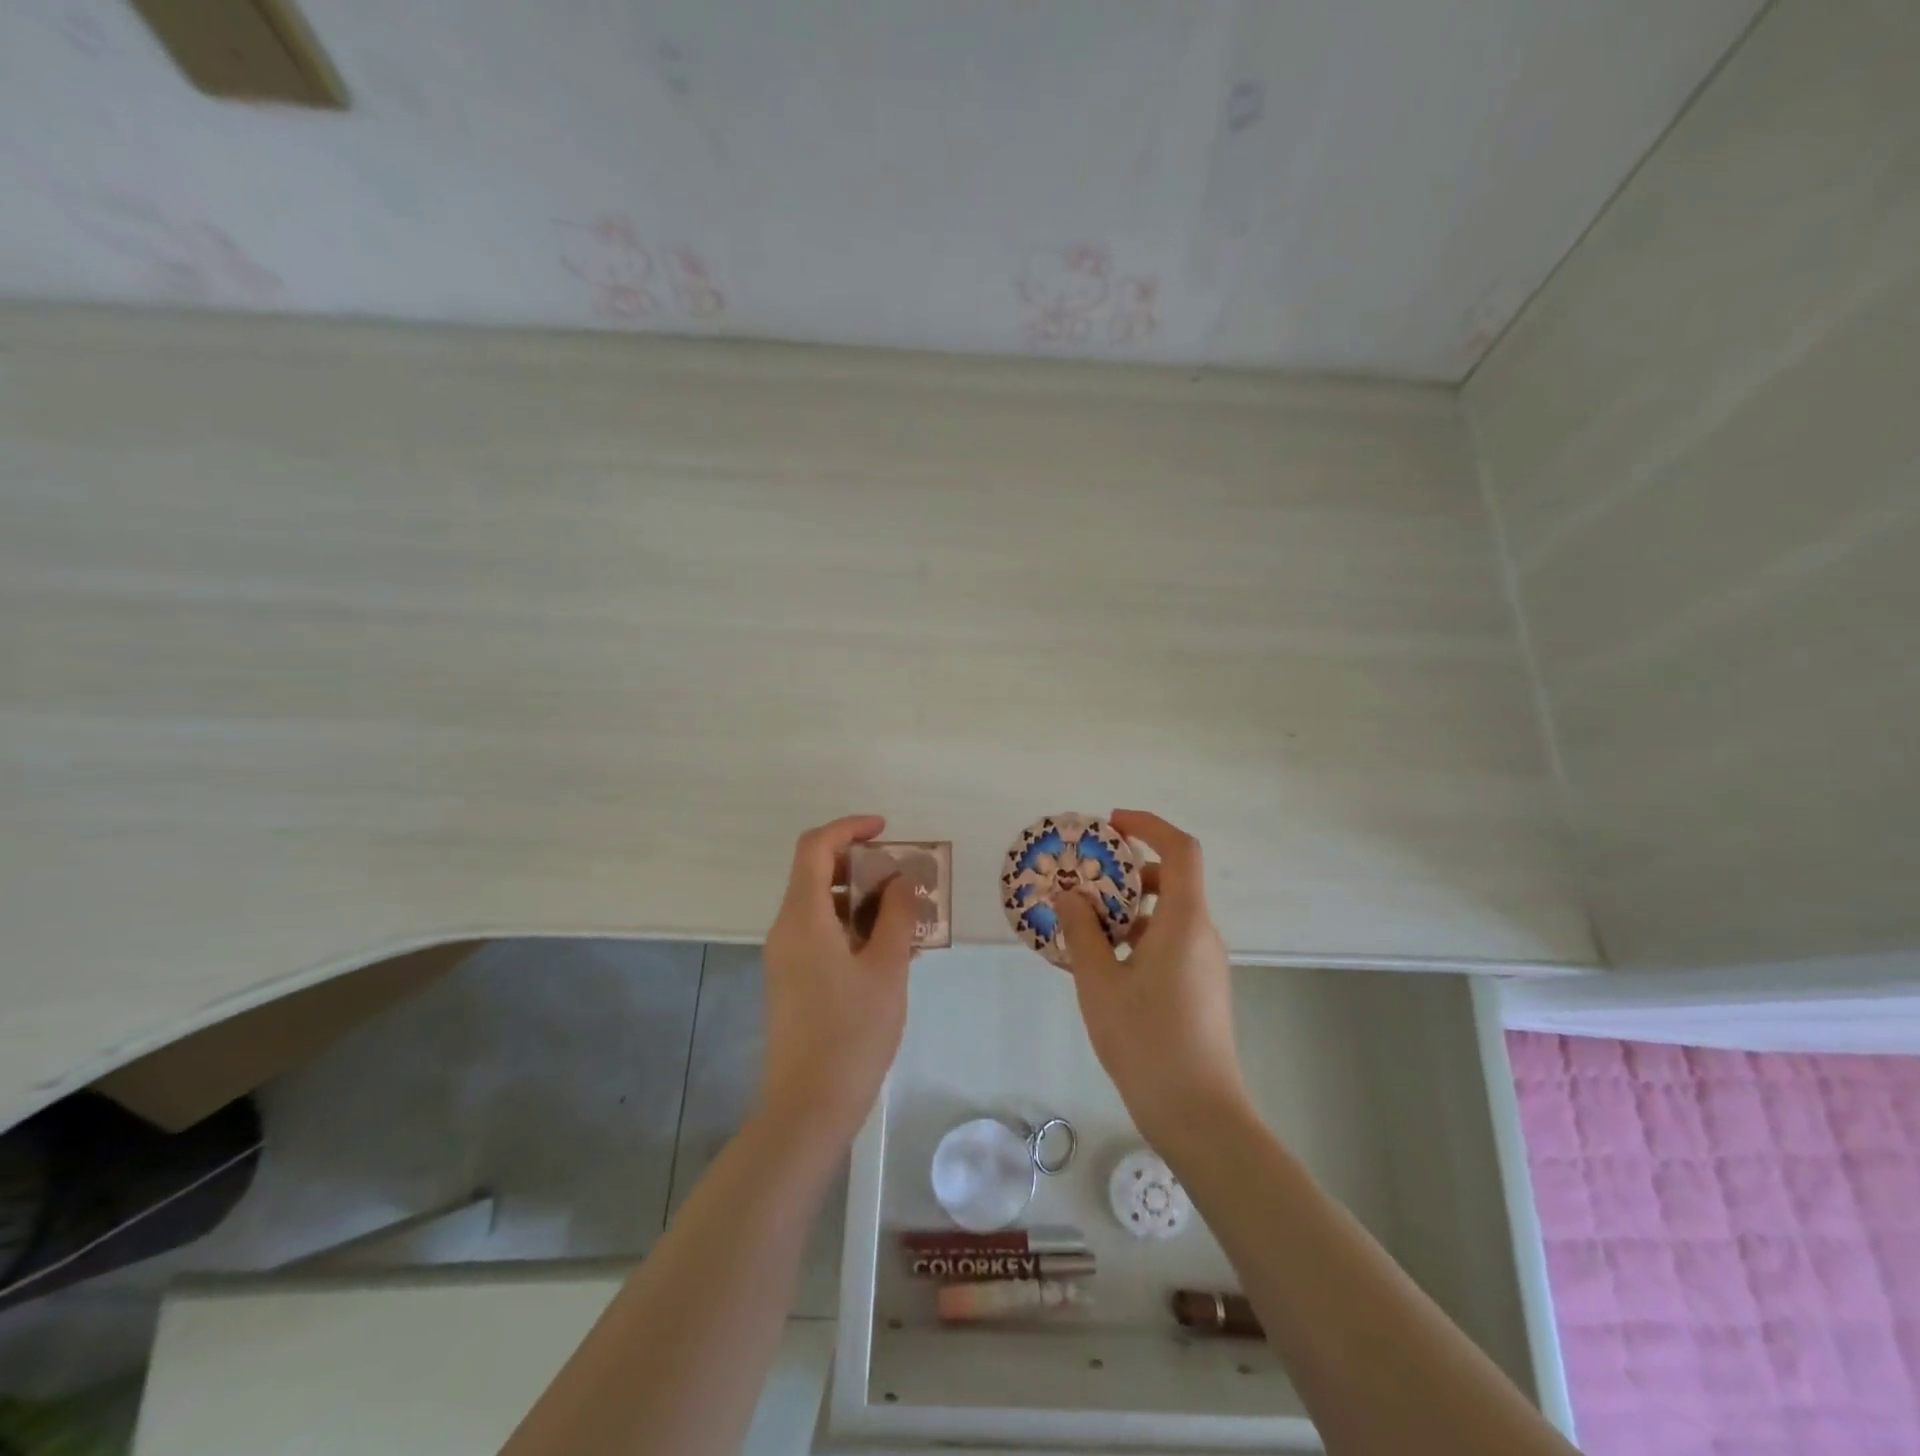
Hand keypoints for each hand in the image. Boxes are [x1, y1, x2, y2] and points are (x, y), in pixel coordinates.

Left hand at [760, 815, 916, 1142]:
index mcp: (803, 917)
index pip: (815, 848)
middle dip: (860, 865)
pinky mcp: (791, 980)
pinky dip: (851, 926)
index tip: (886, 830)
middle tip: (903, 877)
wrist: (809, 1107)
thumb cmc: (852, 1033)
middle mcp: (786, 929)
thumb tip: (900, 880)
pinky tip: (887, 949)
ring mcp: (785, 957)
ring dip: (860, 898)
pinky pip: (820, 933)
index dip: (849, 828)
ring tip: (904, 915)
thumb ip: (895, 915)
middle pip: (816, 873)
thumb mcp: (887, 968)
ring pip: (820, 905)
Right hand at [1054, 810, 1251, 1147]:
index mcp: (1184, 921)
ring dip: (1127, 908)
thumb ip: (1082, 933)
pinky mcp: (1201, 987)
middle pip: (1171, 880)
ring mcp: (1205, 963)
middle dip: (1126, 870)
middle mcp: (1201, 934)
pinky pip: (1169, 942)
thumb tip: (1070, 896)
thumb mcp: (1100, 984)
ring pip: (1167, 914)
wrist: (1199, 1116)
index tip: (1110, 824)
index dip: (1148, 826)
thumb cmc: (1147, 1042)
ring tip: (1082, 924)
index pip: (1180, 850)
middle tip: (1083, 880)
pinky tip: (1103, 962)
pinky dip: (1137, 936)